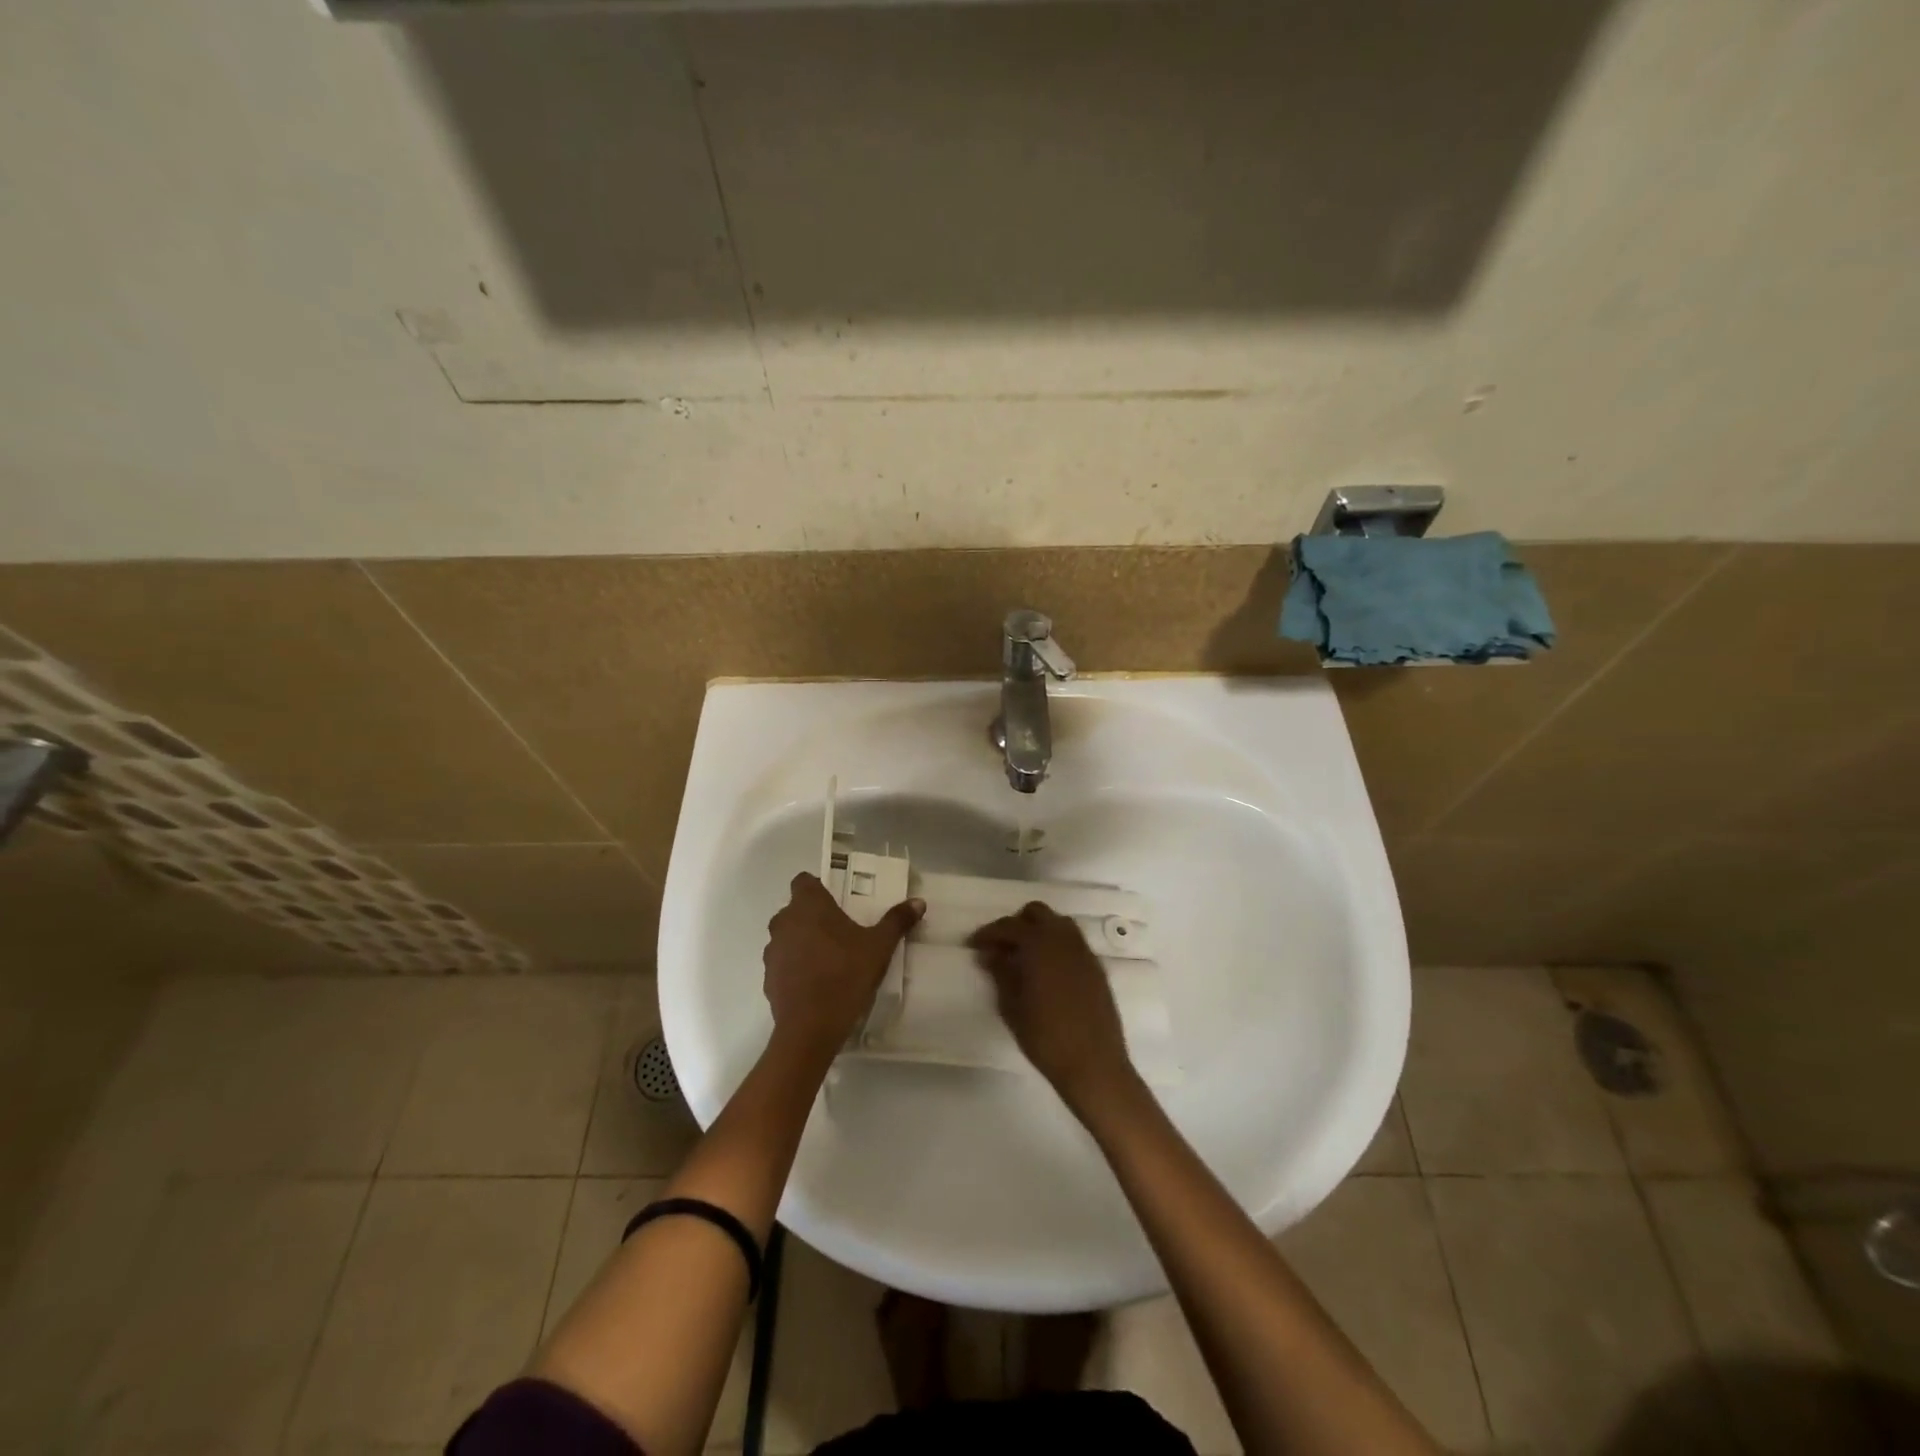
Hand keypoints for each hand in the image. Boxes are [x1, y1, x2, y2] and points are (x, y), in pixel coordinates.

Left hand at [763, 872, 922, 1055]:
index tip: (836, 900)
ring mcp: (773, 951)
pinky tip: (817, 981)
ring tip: (829, 957)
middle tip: (841, 929)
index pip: (803, 881)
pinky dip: (796, 966)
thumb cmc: (845, 975)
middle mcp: (784, 922)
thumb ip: (897, 921)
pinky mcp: (768, 978)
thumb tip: (918, 901)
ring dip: (803, 940)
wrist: (810, 1028)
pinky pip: (783, 962)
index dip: (817, 887)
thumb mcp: (879, 947)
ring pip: (788, 935)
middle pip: (795, 909)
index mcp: (809, 906)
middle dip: (814, 915)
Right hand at [968, 902, 1137, 1111]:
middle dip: (1016, 924)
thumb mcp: (1012, 1006)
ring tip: (1023, 957)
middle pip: (1037, 914)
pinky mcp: (1096, 968)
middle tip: (1000, 947)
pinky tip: (1046, 971)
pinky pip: (1072, 943)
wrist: (1094, 1064)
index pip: (1008, 926)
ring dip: (1039, 932)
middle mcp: (1064, 939)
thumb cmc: (1046, 1037)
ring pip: (1058, 924)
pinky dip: (1056, 946)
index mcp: (1040, 944)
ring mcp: (1083, 952)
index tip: (973, 945)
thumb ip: (1001, 973)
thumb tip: (991, 953)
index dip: (988, 933)